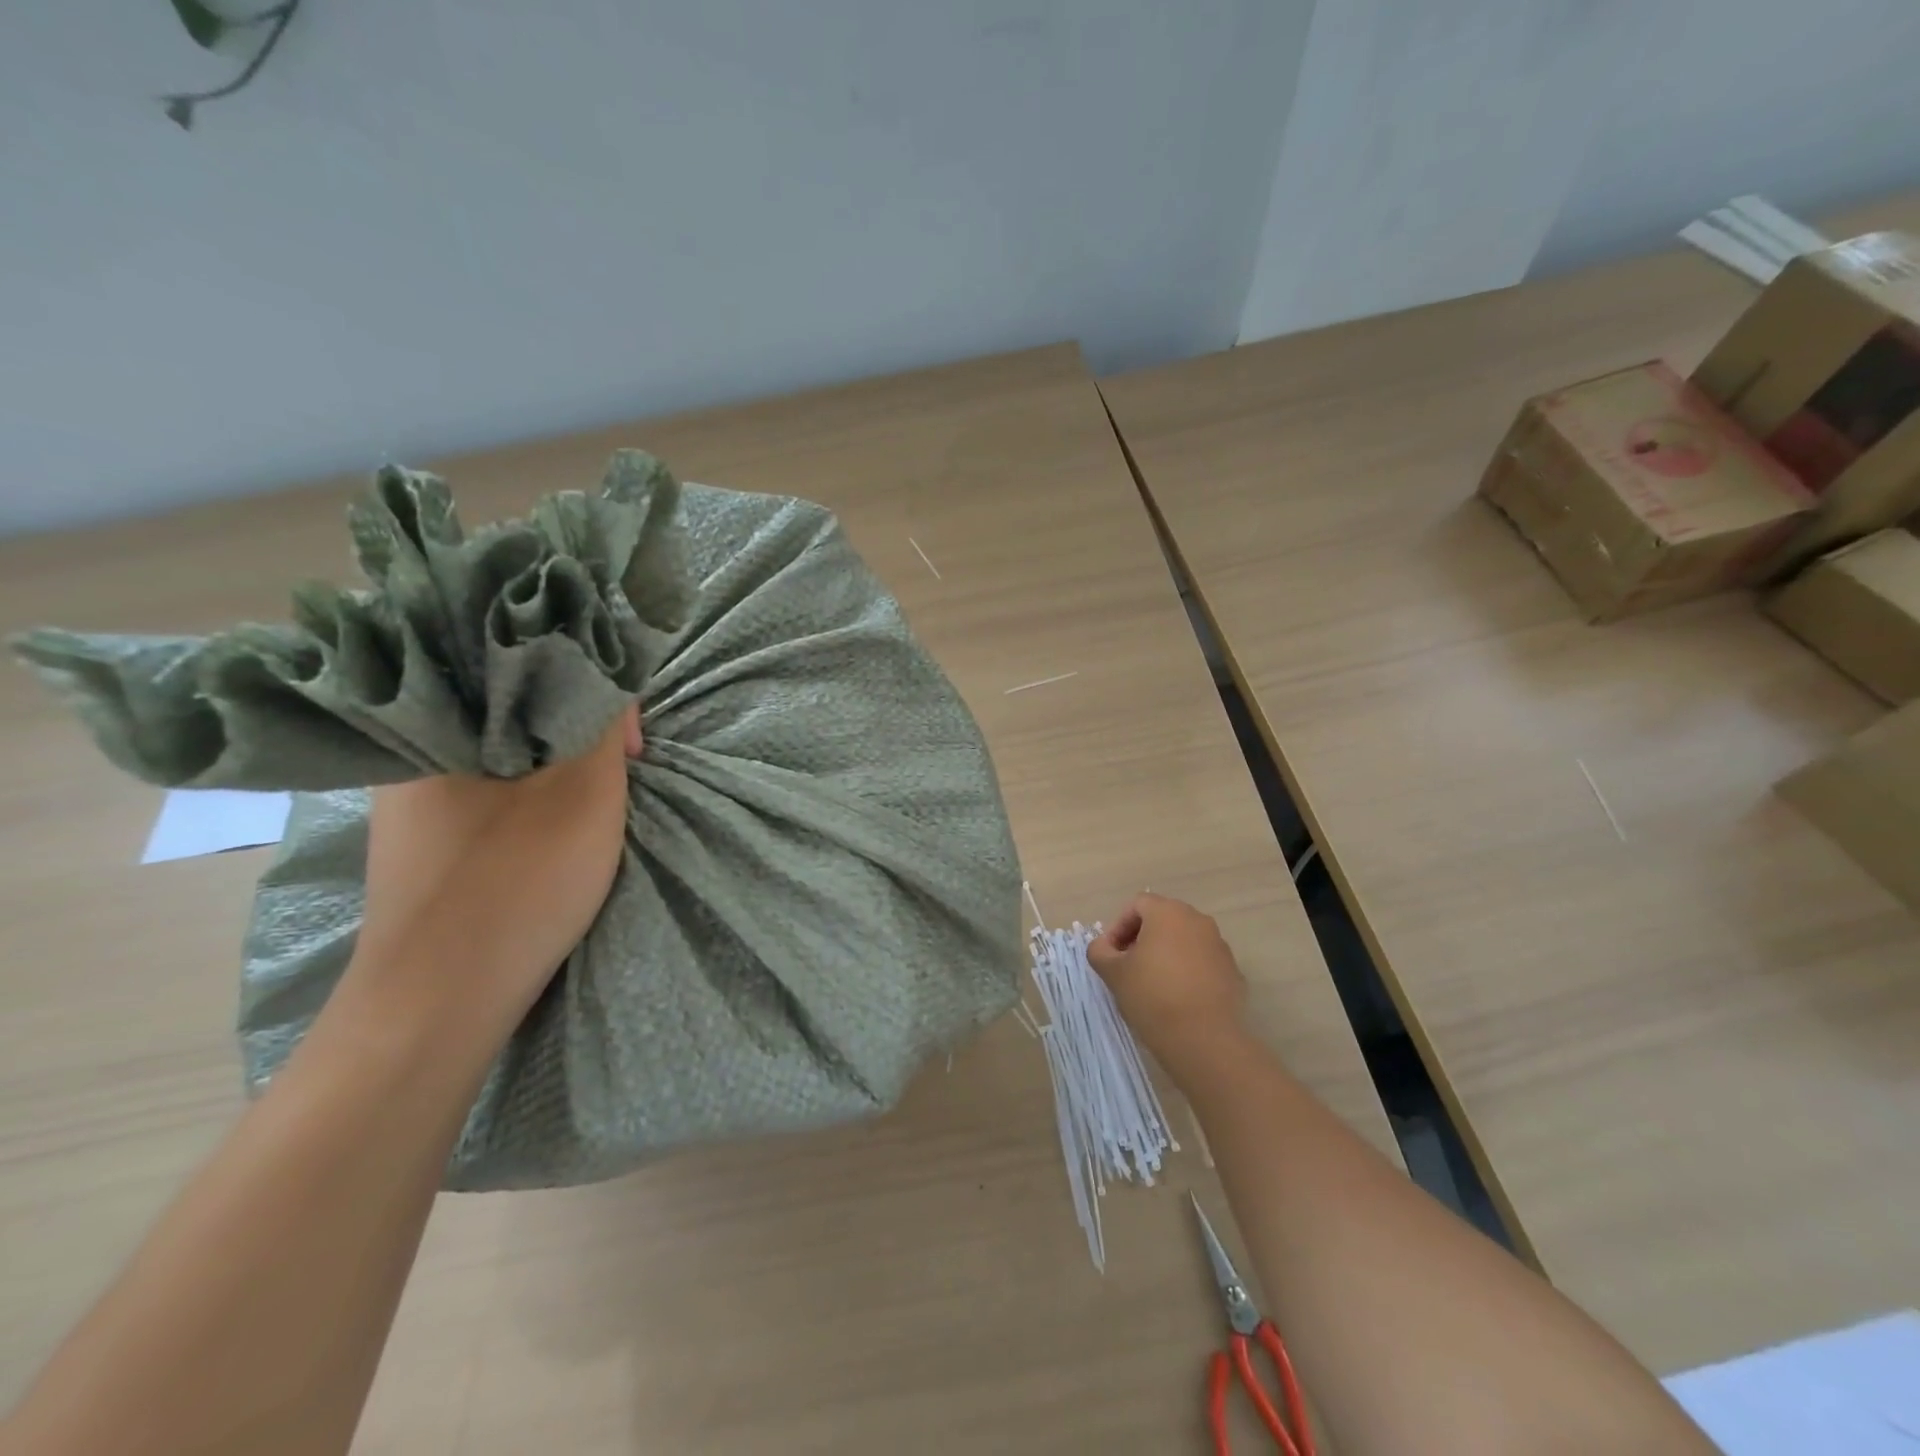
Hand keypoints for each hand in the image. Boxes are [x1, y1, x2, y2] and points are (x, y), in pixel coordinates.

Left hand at [348, 706, 641, 1041]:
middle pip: (512, 713)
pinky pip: (491, 794)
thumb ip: (602, 723)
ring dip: (558, 765)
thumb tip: (608, 680)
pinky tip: (558, 823)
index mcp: (430, 727)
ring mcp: (413, 807)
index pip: (520, 671)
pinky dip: (533, 795)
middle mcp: (409, 757)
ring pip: (504, 756)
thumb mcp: (584, 792)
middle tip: (621, 768)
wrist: (440, 1006)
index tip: (627, 743)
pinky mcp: (428, 845)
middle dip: (577, 731)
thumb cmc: (516, 883)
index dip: (589, 691)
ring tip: (596, 793)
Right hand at [1087, 893, 1247, 1073]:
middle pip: (1162, 919)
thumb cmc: (1152, 996)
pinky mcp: (1232, 971)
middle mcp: (1197, 920)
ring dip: (1165, 953)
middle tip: (1127, 965)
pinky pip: (1202, 961)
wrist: (1204, 1040)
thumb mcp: (1113, 973)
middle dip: (1141, 938)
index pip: (1137, 905)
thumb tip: (1104, 947)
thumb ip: (1100, 951)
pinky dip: (1186, 970)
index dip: (1118, 927)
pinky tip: (1177, 997)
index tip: (1111, 955)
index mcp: (1168, 912)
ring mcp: (1219, 945)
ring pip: (1184, 939)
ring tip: (1152, 983)